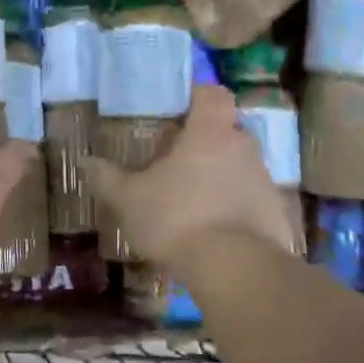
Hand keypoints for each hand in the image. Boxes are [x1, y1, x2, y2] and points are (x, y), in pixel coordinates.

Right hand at [82, 84, 299, 267]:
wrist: (236, 269)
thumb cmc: (177, 218)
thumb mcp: (129, 200)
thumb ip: (108, 179)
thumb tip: (87, 162)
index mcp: (210, 132)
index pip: (212, 94)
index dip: (196, 97)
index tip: (176, 113)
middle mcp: (244, 147)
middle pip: (226, 131)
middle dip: (203, 143)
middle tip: (173, 163)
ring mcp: (265, 180)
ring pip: (239, 166)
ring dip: (218, 177)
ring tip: (190, 203)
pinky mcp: (276, 214)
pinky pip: (251, 200)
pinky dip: (234, 208)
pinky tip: (212, 232)